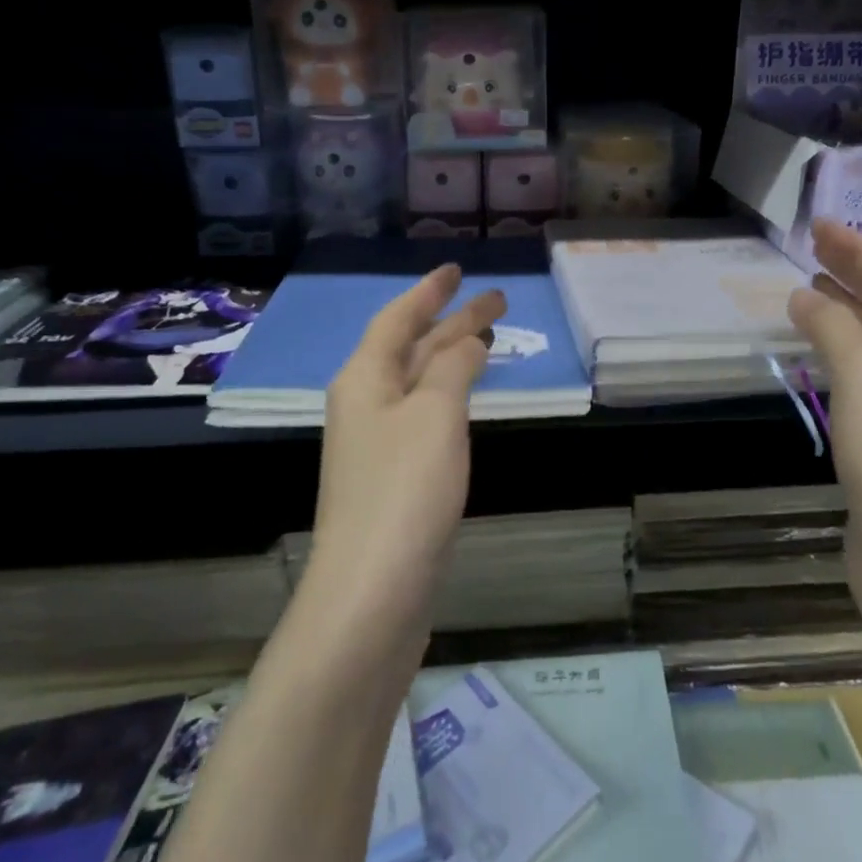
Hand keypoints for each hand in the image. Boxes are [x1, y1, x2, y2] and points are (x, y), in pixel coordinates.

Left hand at [307, 265, 506, 647]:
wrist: (372, 592)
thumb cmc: (404, 489)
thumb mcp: (434, 414)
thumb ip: (452, 368)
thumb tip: (466, 342)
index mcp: (364, 379)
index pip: (397, 319)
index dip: (428, 292)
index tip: (457, 270)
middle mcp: (366, 405)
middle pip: (411, 348)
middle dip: (451, 321)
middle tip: (496, 302)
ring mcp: (379, 444)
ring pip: (419, 383)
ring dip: (451, 358)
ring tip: (487, 339)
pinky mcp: (395, 478)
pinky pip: (425, 417)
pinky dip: (450, 396)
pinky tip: (468, 399)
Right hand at [787, 219, 861, 631]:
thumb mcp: (861, 374)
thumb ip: (831, 324)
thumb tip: (804, 295)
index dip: (861, 249)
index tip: (820, 227)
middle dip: (855, 274)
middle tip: (810, 249)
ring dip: (848, 311)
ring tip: (809, 288)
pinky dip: (846, 348)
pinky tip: (818, 343)